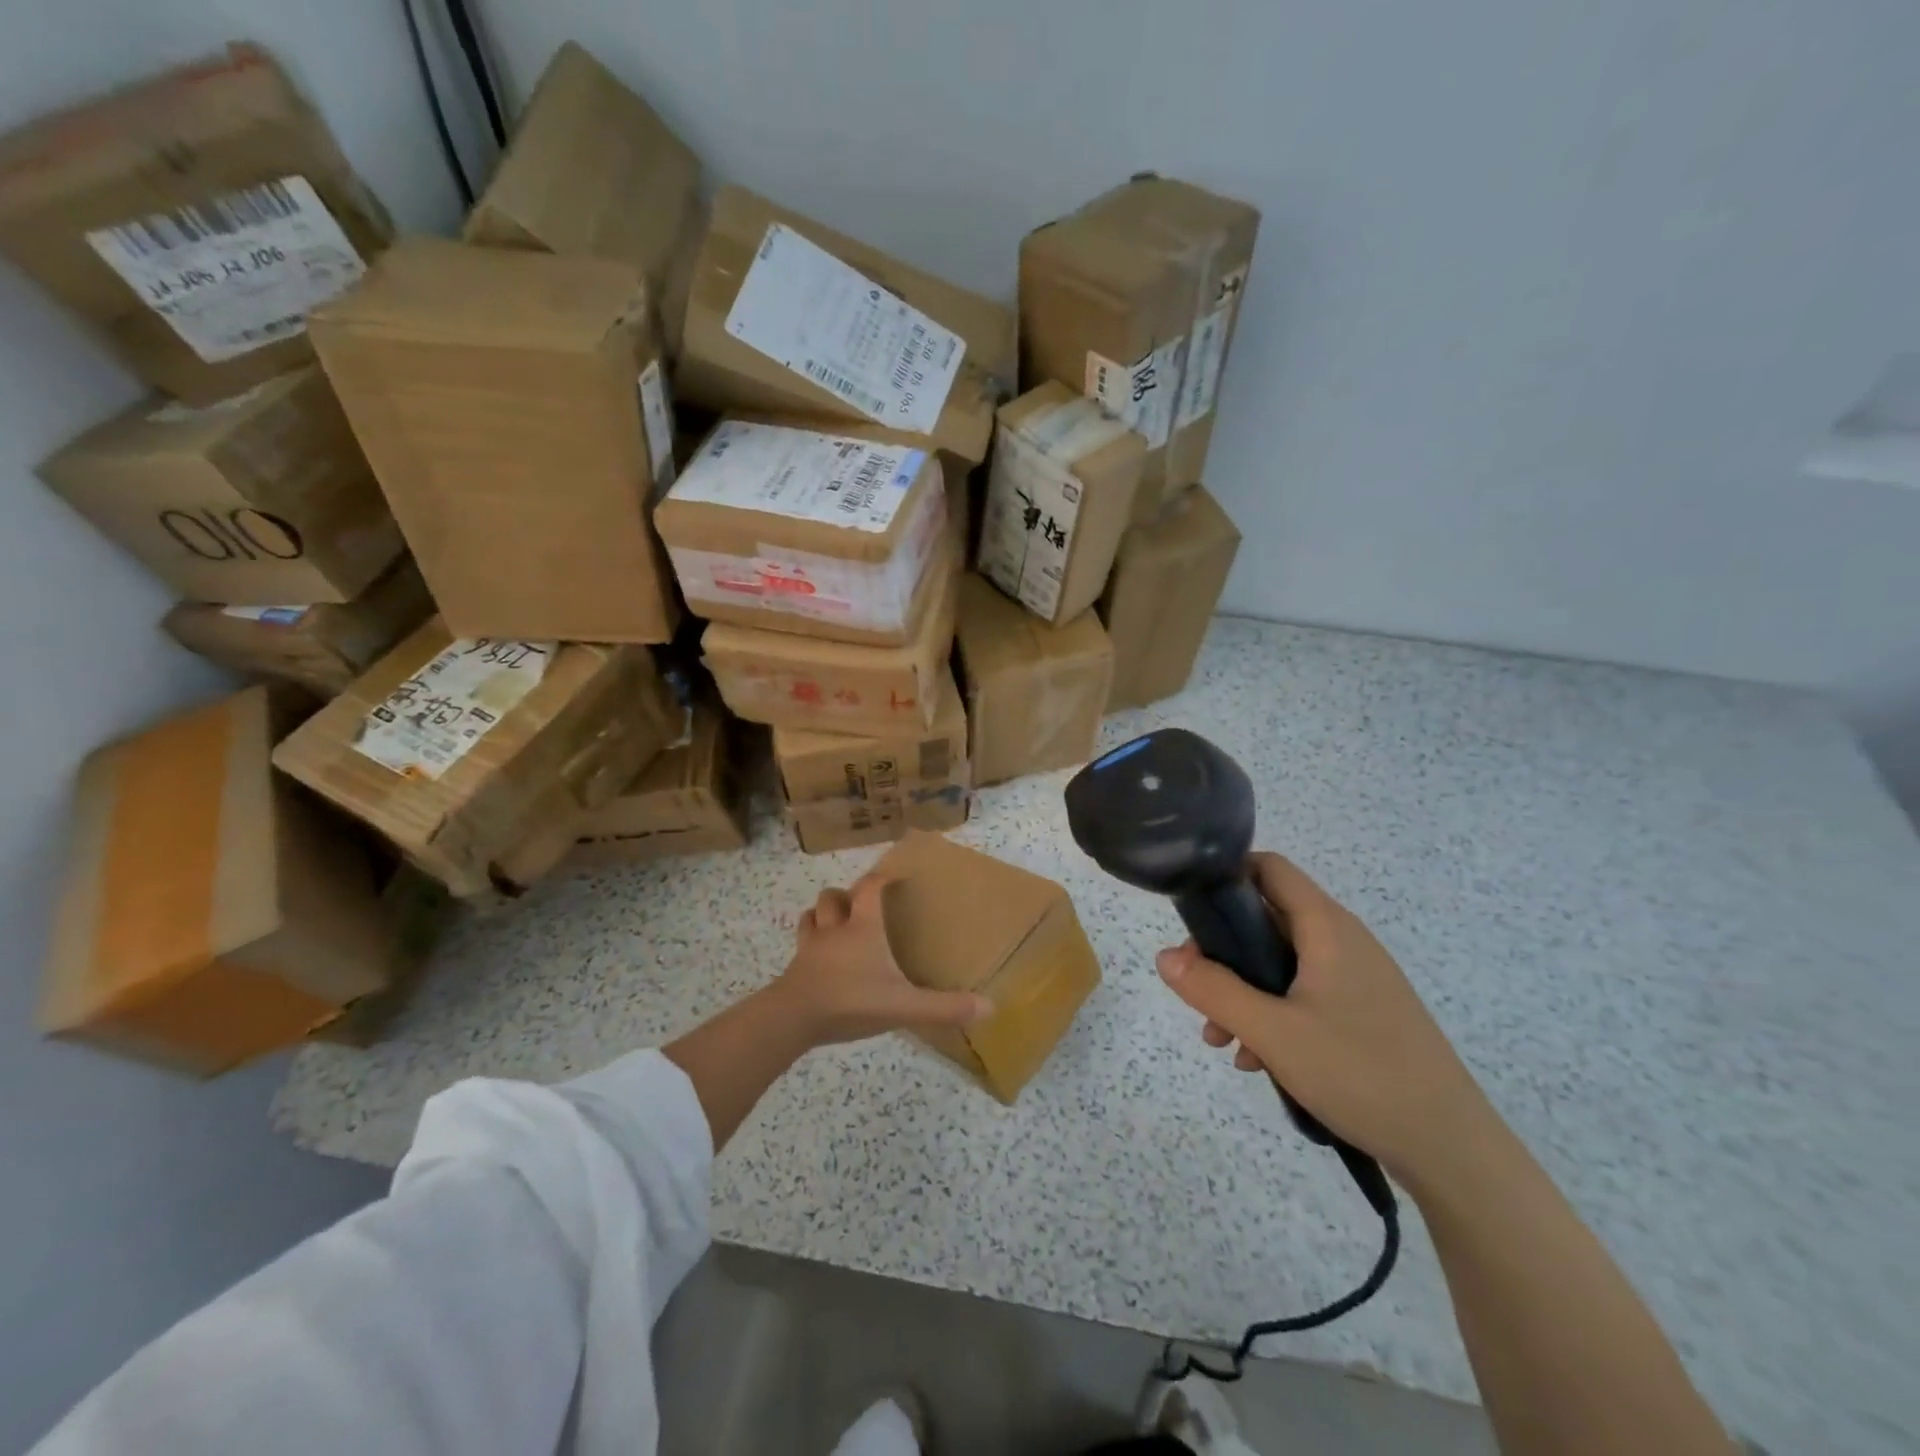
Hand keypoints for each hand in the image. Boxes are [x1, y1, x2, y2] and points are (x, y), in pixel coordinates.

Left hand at [774, 871, 991, 1046]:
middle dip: (845, 895)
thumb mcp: (904, 1006)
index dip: (882, 878)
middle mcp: (835, 929)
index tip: (894, 876)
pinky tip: (817, 957)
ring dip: (822, 914)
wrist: (793, 1018)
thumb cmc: (851, 1001)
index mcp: (863, 927)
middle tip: (859, 905)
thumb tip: (989, 1007)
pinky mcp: (795, 968)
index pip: (870, 888)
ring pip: (812, 916)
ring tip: (835, 923)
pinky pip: (800, 945)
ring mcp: (810, 947)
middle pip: (833, 897)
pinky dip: (809, 943)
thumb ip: (944, 1007)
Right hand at [1155, 852, 1494, 1186]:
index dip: (1226, 875)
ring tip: (1220, 1039)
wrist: (1452, 1149)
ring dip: (1243, 992)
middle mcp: (1343, 941)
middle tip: (1196, 992)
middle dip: (1223, 954)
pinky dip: (1273, 1015)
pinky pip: (1303, 995)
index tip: (1190, 910)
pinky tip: (1257, 1060)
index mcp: (1326, 928)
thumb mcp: (1272, 1032)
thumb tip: (1164, 956)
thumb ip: (1213, 990)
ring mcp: (1357, 978)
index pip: (1269, 868)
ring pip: (1281, 964)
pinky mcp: (1363, 1013)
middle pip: (1267, 920)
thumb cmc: (1359, 1073)